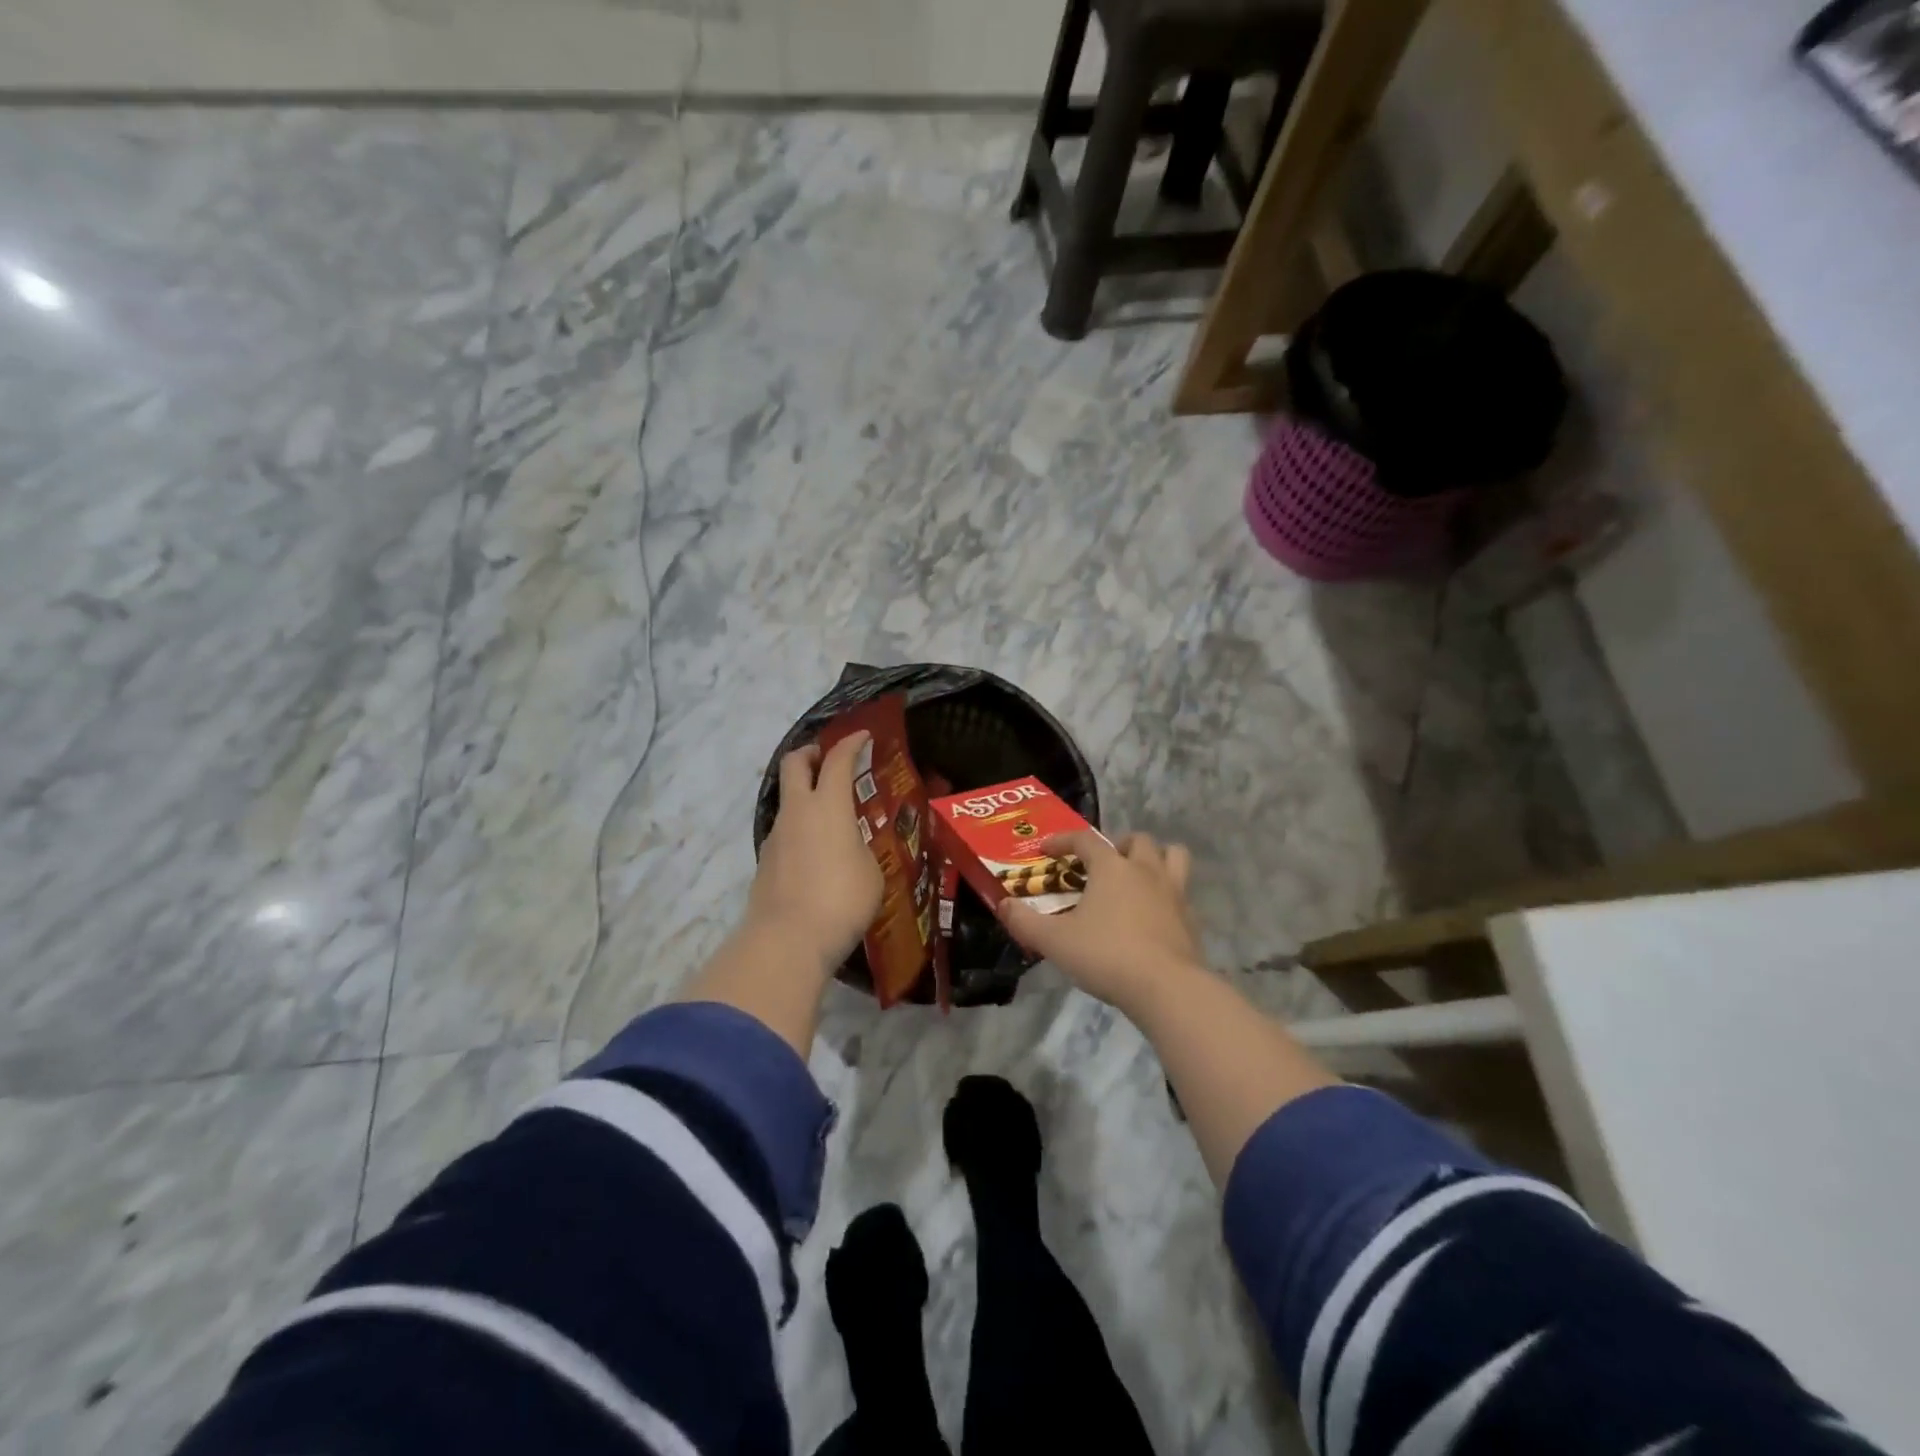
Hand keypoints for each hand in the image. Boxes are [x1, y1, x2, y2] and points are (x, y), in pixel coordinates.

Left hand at [748, 733, 884, 971]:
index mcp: (828, 806)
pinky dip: (800, 831)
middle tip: (827, 760)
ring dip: (805, 797)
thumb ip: (860, 850)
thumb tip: (850, 850)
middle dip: (811, 754)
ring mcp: (776, 836)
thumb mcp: (870, 872)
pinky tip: (817, 854)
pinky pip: (786, 833)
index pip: (838, 760)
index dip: (851, 743)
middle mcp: (797, 812)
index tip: (863, 736)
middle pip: (795, 764)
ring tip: (830, 820)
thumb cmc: (841, 899)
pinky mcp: (765, 862)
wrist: (787, 940)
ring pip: (788, 801)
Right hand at [997, 830, 1206, 1011]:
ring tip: (1137, 876)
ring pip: (1173, 855)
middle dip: (1118, 844)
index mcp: (1112, 867)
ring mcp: (1174, 892)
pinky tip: (1153, 915)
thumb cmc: (1106, 955)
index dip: (1063, 841)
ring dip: (1155, 858)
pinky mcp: (1190, 918)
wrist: (1167, 987)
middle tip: (1102, 865)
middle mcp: (1146, 870)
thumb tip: (1002, 905)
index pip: (1085, 840)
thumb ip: (1025, 922)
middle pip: (1138, 840)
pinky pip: (1182, 892)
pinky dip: (1167, 894)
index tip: (1046, 850)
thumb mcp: (1054, 942)